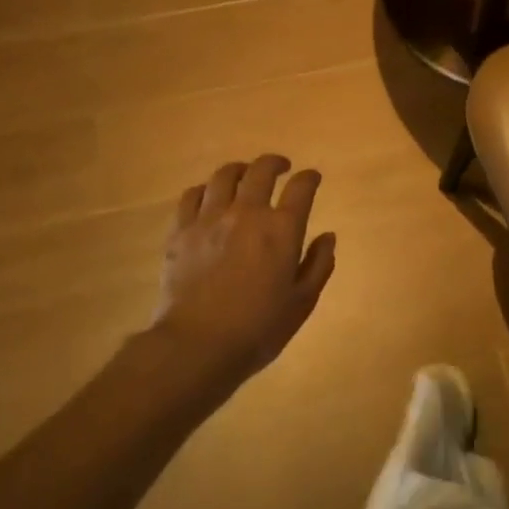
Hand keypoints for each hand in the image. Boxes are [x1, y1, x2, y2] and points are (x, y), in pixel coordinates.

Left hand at [156, 155, 336, 384]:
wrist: (197, 345)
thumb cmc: (258, 328)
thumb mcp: (302, 302)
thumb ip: (319, 265)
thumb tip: (328, 237)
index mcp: (282, 229)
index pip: (301, 188)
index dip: (309, 178)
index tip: (312, 178)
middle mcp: (247, 213)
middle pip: (261, 170)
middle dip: (275, 163)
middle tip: (281, 167)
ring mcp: (209, 219)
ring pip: (224, 176)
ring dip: (240, 169)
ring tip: (245, 175)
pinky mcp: (181, 231)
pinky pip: (191, 195)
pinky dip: (205, 189)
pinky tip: (209, 196)